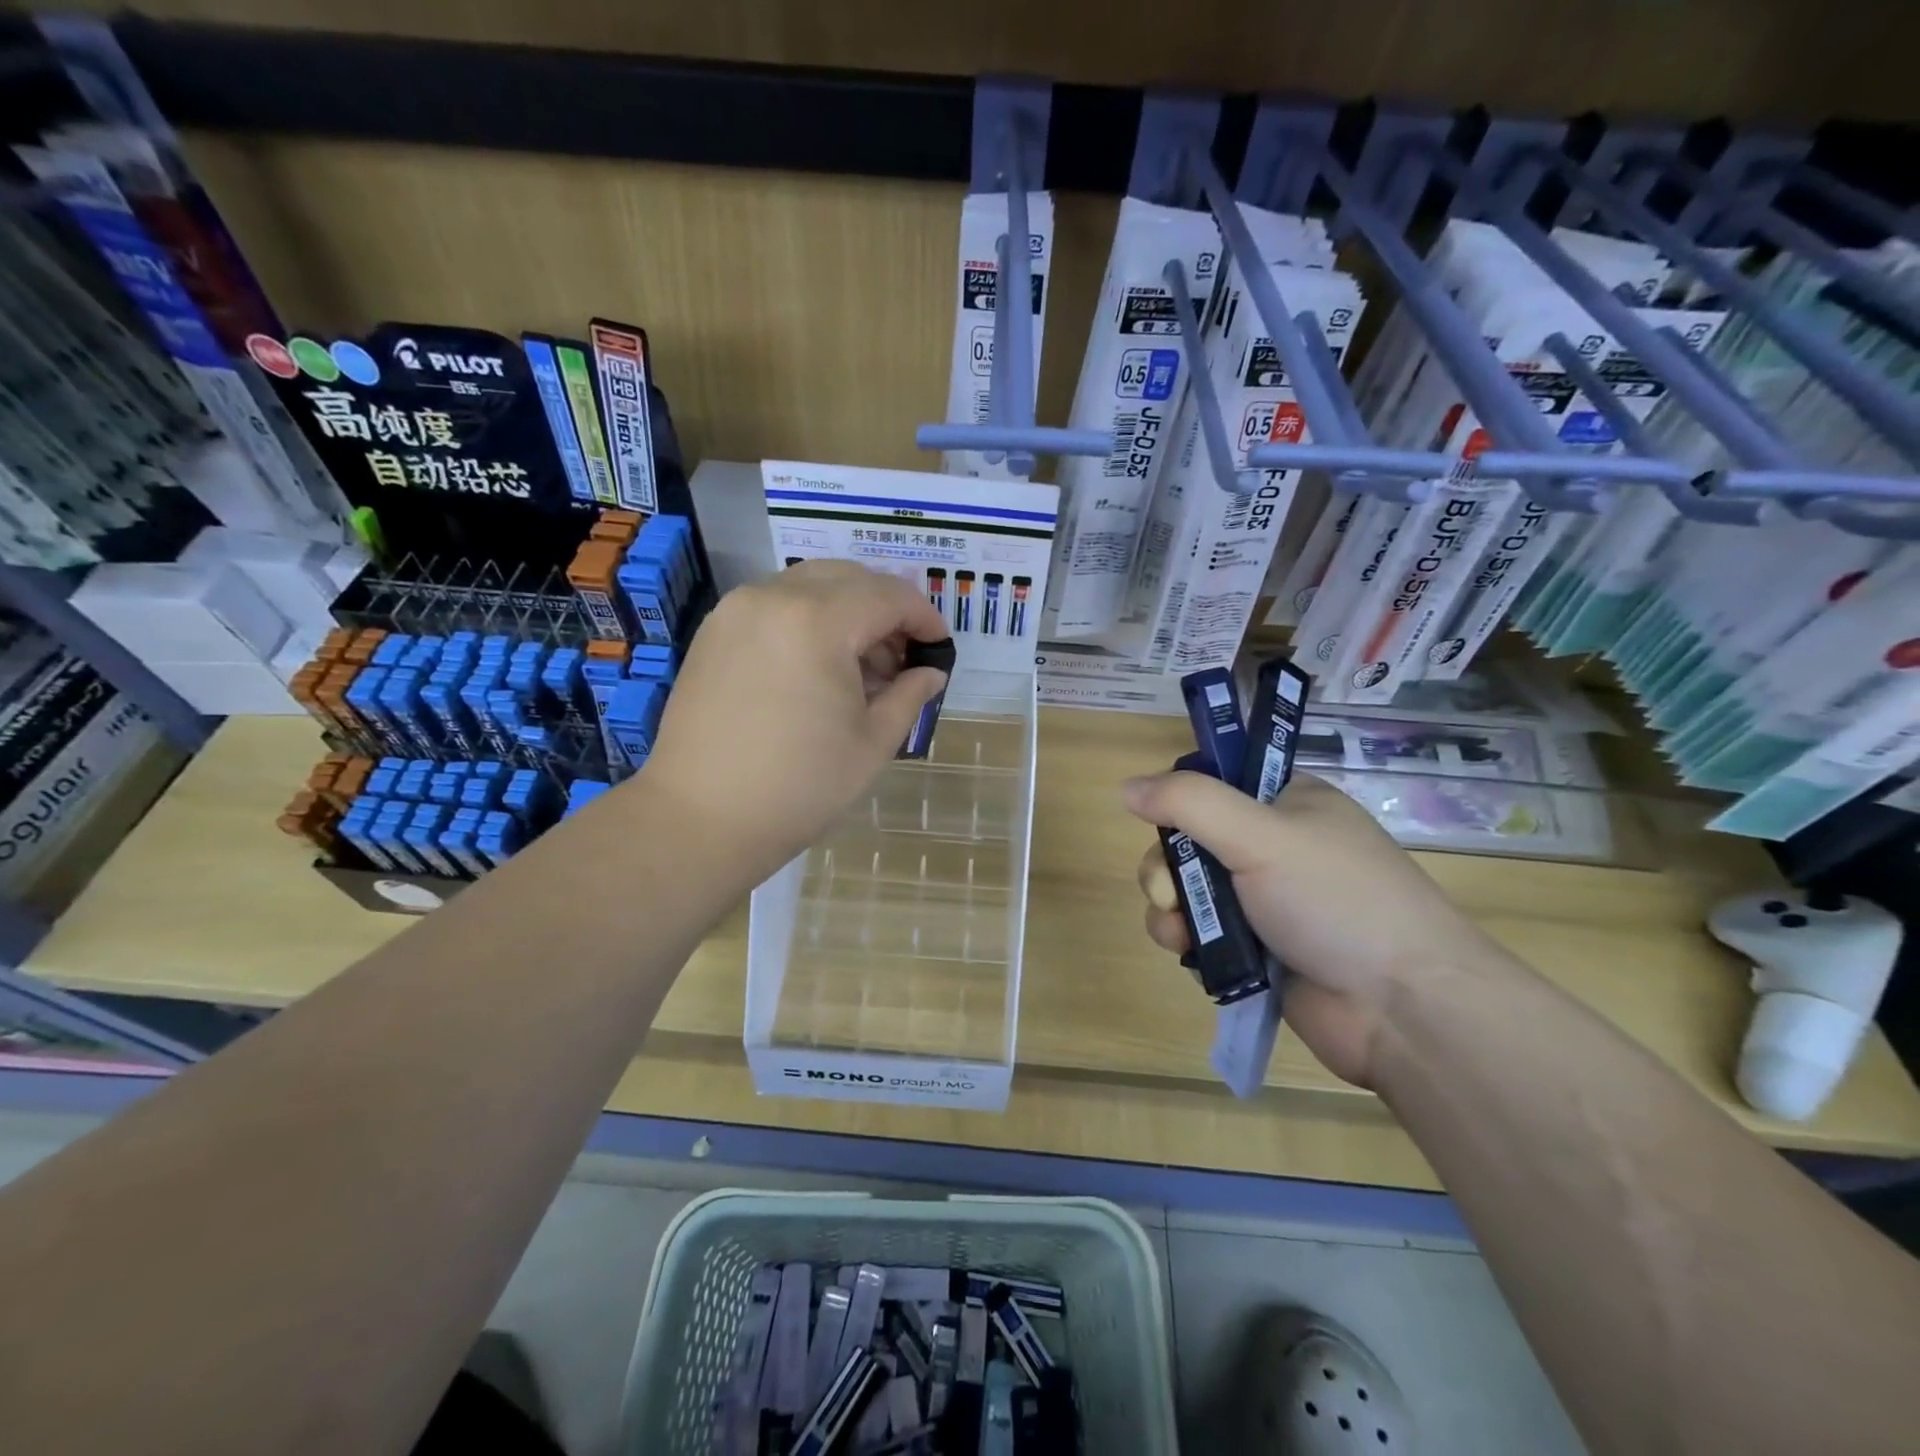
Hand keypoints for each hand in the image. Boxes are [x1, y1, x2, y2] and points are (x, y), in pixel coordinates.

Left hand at [640, 561, 950, 887]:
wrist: (701, 818)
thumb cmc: (799, 786)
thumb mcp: (872, 743)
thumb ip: (909, 694)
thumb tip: (931, 672)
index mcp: (818, 621)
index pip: (888, 596)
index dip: (924, 617)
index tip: (940, 647)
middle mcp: (774, 597)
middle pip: (849, 578)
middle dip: (886, 608)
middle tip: (902, 656)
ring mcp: (736, 610)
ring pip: (809, 586)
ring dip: (847, 611)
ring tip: (862, 667)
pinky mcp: (714, 631)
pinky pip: (775, 604)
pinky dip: (808, 619)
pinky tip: (817, 667)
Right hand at [1124, 771, 1500, 1087]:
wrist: (1402, 1009)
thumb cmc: (1337, 901)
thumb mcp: (1263, 835)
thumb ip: (1190, 803)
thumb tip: (1126, 787)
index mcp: (1287, 803)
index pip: (1215, 781)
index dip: (1180, 799)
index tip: (1161, 821)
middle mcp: (1273, 846)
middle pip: (1189, 839)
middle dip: (1166, 866)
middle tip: (1169, 890)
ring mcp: (1263, 901)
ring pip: (1187, 889)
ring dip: (1170, 907)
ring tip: (1179, 932)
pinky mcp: (1254, 950)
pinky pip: (1198, 932)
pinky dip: (1185, 940)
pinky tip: (1189, 955)